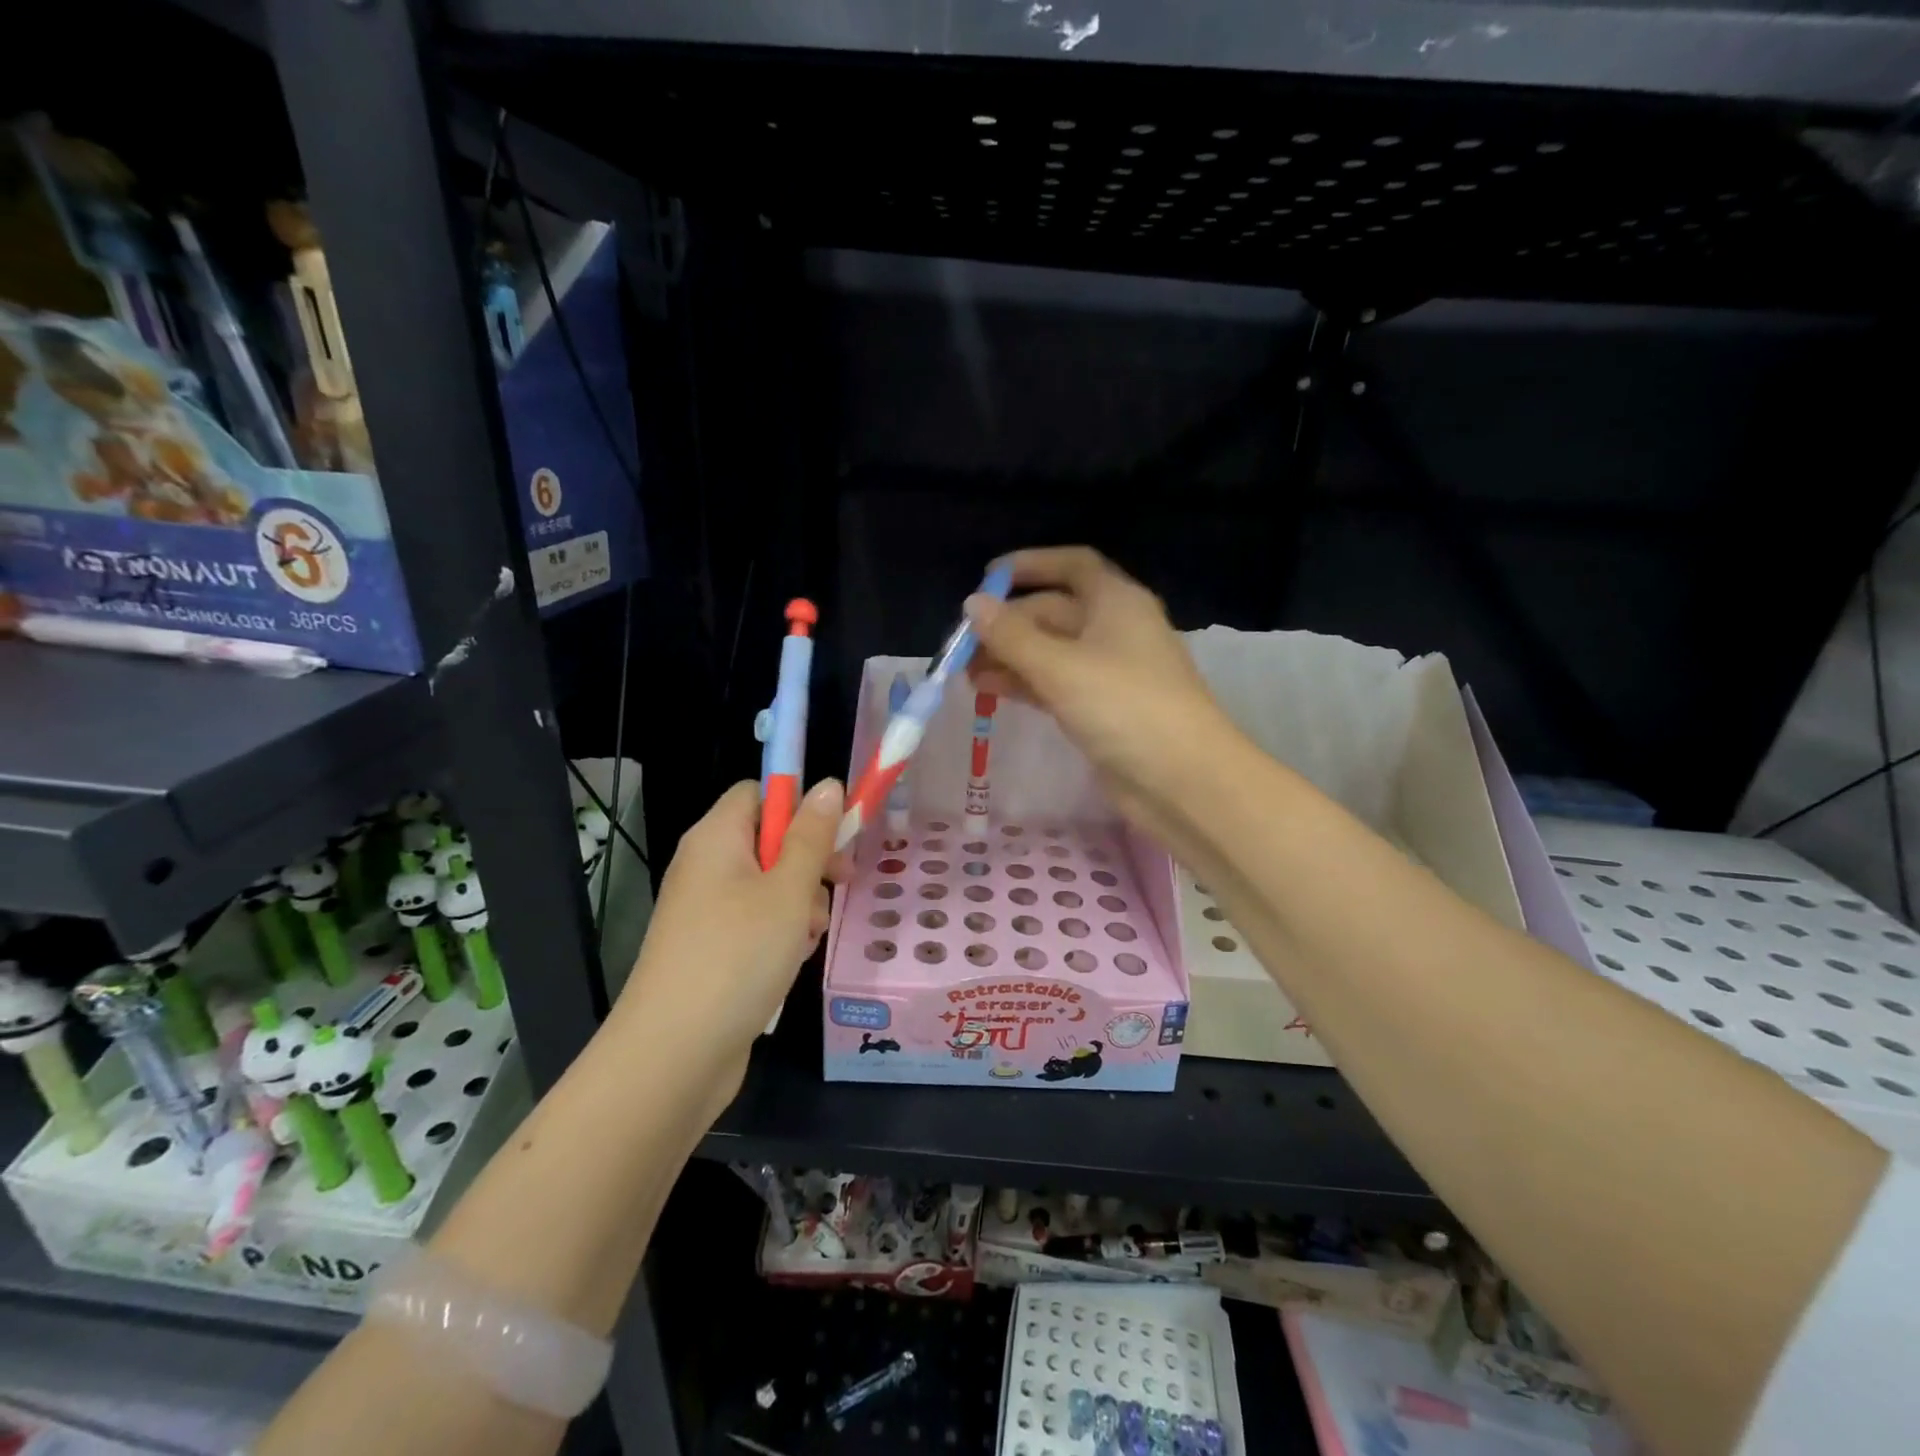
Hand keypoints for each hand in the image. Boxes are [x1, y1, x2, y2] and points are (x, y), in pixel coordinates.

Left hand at [616, 778, 843, 1105]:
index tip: (834, 835)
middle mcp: (706, 866)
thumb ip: (812, 835)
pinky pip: (756, 923)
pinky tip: (791, 961)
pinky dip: (781, 935)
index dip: (798, 805)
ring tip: (807, 938)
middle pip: (769, 840)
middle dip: (809, 862)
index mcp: (716, 838)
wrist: (674, 1054)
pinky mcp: (711, 950)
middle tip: (839, 886)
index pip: (759, 792)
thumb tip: (828, 784)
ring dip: (800, 905)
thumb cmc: (738, 955)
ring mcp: (705, 911)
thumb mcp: (789, 890)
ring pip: (770, 886)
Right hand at [966, 547, 1240, 844]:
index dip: (1030, 565)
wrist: (1181, 778)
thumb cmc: (1124, 706)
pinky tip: (991, 692)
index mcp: (1116, 602)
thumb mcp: (1060, 666)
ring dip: (1011, 657)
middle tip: (963, 644)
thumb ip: (1011, 635)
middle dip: (1009, 623)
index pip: (1072, 565)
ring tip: (966, 673)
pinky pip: (1057, 684)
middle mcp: (1115, 629)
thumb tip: (973, 604)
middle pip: (1055, 611)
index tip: (987, 577)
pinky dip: (1026, 684)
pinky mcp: (1103, 708)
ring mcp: (1110, 671)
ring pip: (1052, 652)